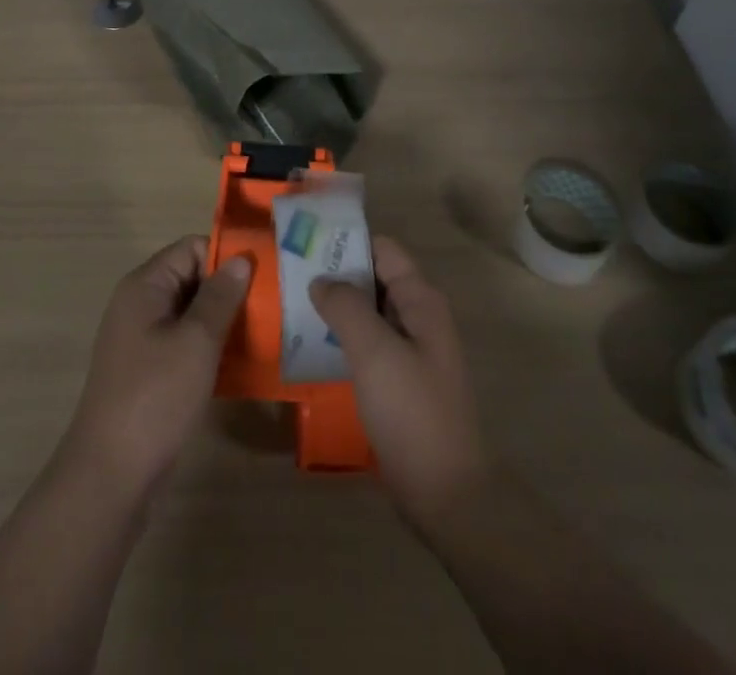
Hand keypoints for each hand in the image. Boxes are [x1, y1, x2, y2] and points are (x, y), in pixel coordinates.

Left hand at [61, 236, 251, 497]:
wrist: (110, 476)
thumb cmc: (155, 397)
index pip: (192, 248)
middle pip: (193, 278)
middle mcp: (140, 305)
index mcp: (145, 286)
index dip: (227, 258)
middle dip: (230, 290)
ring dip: (224, 322)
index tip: (264, 276)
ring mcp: (143, 340)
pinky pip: (186, 344)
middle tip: (273, 306)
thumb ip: (220, 296)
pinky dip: (211, 349)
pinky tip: (242, 364)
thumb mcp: (196, 342)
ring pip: (192, 314)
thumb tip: (241, 258)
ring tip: (266, 333)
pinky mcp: (149, 372)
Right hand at [310, 236, 489, 526]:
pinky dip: (341, 339)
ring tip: (290, 304)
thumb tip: (320, 279)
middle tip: (288, 272)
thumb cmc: (413, 412)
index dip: (347, 240)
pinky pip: (366, 346)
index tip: (306, 240)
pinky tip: (309, 346)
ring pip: (367, 314)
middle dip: (335, 273)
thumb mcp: (375, 352)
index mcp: (421, 301)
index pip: (382, 249)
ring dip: (335, 307)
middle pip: (373, 279)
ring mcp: (410, 352)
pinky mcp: (399, 383)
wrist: (447, 495)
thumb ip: (346, 306)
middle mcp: (418, 318)